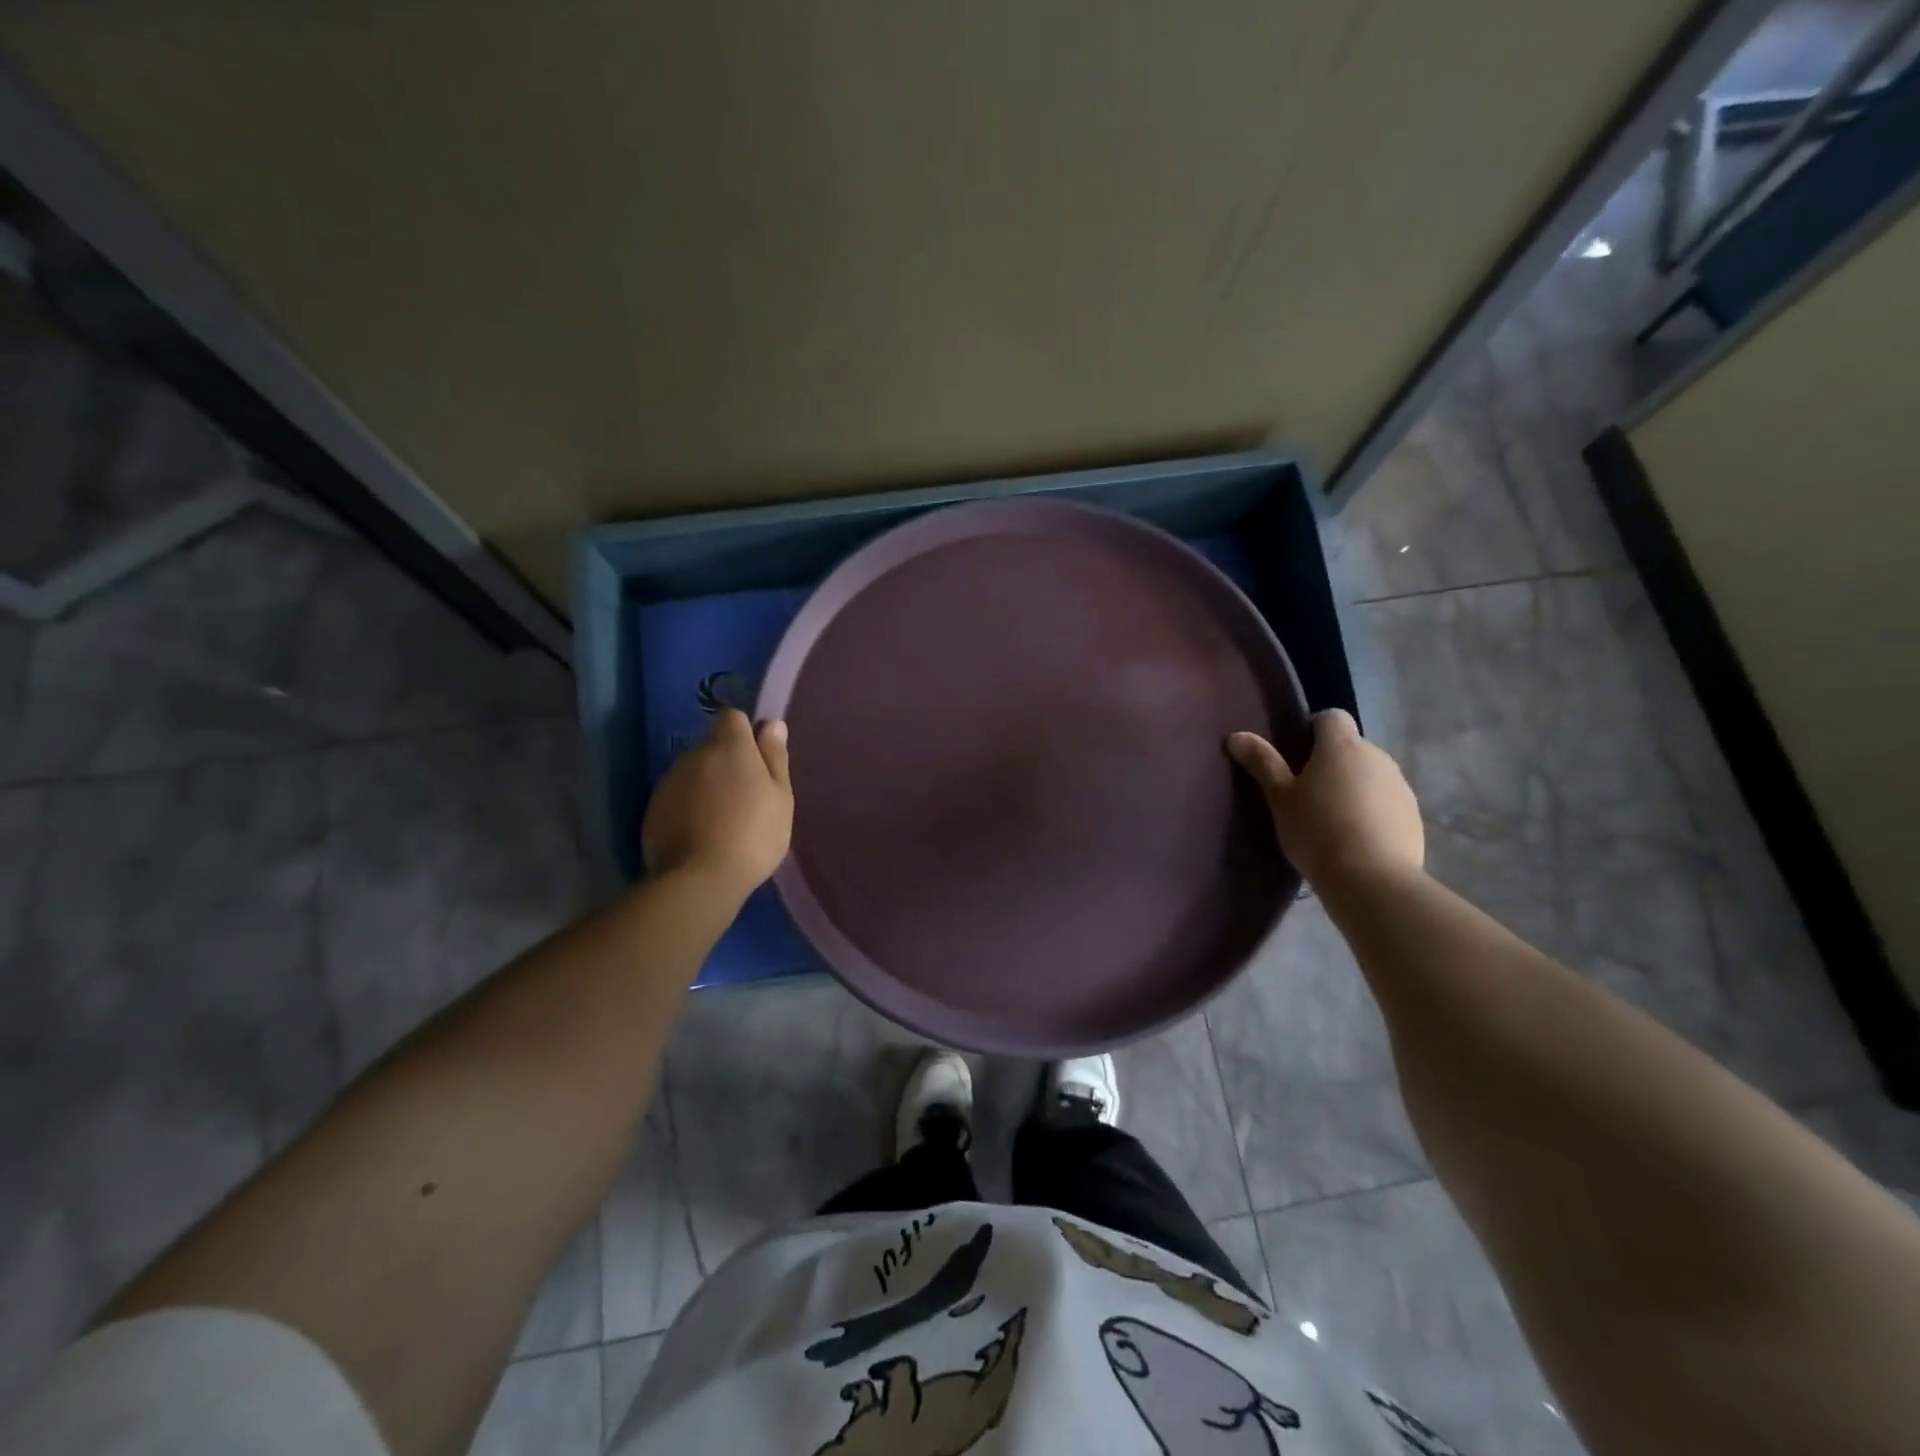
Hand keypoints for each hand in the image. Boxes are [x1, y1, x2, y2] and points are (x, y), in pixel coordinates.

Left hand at [642, 710, 792, 897]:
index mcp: (730, 747)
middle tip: (746, 798)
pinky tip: (702, 834)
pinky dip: (689, 807)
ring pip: (694, 772)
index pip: (732, 717)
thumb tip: (772, 724)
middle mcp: (695, 754)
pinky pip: (678, 797)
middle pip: (713, 747)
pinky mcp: (653, 808)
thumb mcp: (780, 797)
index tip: (757, 759)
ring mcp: (670, 781)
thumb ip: (775, 757)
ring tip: (723, 821)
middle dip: (727, 764)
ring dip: (707, 785)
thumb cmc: (753, 835)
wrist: (699, 880)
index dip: (745, 733)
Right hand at [1227, 710, 1422, 886]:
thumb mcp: (1279, 798)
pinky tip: (1355, 839)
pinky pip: (1386, 801)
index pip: (1330, 717)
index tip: (1295, 756)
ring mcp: (1399, 786)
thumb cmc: (1317, 831)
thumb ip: (1261, 763)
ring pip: (1370, 775)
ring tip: (1331, 820)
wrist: (1372, 880)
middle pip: (1351, 747)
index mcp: (1342, 746)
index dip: (1312, 729)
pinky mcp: (1413, 815)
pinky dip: (1371, 811)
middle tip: (1305, 794)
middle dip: (1331, 762)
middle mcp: (1377, 756)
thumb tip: (1236, 735)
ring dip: (1352, 786)